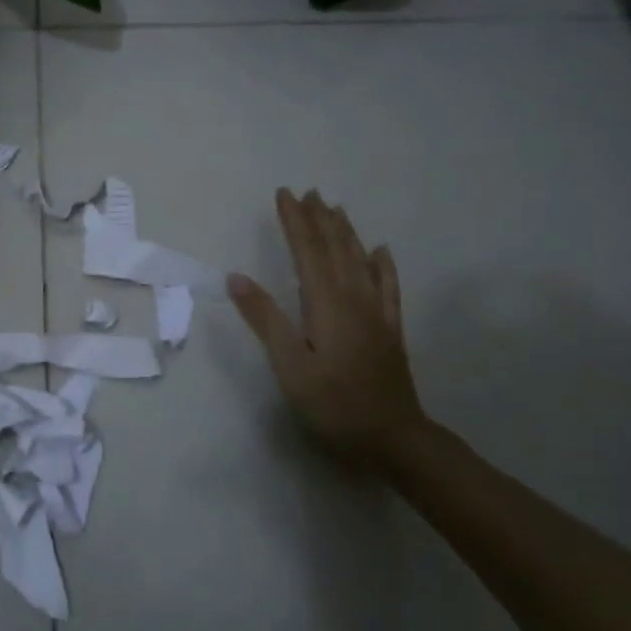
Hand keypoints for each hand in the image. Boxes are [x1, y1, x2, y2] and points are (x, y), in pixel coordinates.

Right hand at [227, 188, 425, 467]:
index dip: (294, 221)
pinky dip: (383, 265)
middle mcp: (353, 299)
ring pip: (360, 261)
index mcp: (326, 303)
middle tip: (308, 192)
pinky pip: (387, 287)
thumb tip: (236, 277)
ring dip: (345, 232)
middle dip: (319, 219)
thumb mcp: (289, 364)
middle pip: (335, 249)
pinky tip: (381, 251)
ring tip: (335, 208)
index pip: (307, 251)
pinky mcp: (389, 330)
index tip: (284, 194)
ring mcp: (376, 313)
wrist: (394, 438)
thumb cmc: (333, 403)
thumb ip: (265, 318)